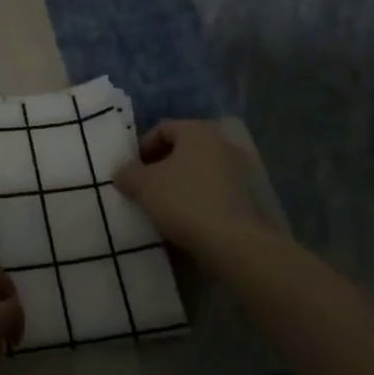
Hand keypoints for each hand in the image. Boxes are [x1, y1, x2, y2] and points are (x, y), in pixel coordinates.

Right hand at [113, 119, 277, 256]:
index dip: (142, 149)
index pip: (161, 129)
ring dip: (181, 185)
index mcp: (197, 130)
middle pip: (182, 150)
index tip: (132, 172)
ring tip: (165, 208)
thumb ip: (127, 173)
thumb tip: (123, 173)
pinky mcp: (250, 198)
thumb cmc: (185, 202)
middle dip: (161, 168)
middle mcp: (221, 143)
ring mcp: (239, 171)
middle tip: (146, 189)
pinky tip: (188, 221)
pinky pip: (214, 192)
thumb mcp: (142, 185)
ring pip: (199, 172)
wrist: (236, 245)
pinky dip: (199, 201)